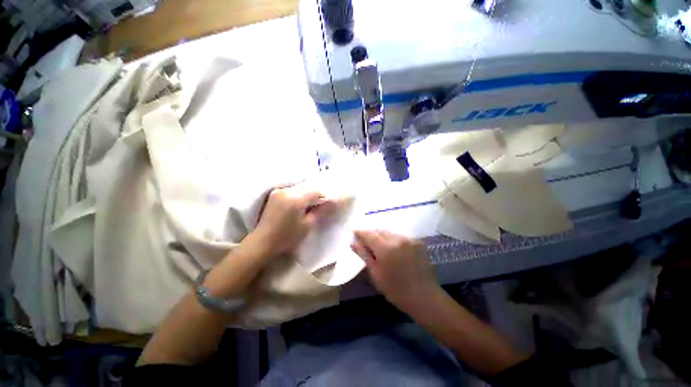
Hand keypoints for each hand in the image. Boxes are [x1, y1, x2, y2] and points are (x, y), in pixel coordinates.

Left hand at [253, 184, 336, 256]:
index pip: (317, 191)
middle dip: (316, 196)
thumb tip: (334, 202)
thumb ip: (321, 211)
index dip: (325, 197)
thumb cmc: (288, 236)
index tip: (329, 204)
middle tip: (320, 206)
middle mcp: (287, 190)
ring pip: (300, 189)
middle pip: (308, 188)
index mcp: (296, 198)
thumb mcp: (308, 224)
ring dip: (307, 195)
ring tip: (309, 207)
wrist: (263, 242)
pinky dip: (298, 196)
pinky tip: (299, 205)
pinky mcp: (274, 194)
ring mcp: (279, 191)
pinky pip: (292, 191)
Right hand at [350, 230, 439, 312]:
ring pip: (389, 232)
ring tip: (379, 247)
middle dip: (371, 234)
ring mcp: (409, 239)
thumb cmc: (395, 289)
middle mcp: (397, 239)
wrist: (424, 297)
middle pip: (379, 231)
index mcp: (386, 248)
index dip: (360, 232)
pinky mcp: (416, 241)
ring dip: (381, 236)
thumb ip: (364, 254)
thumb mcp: (375, 273)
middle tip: (365, 242)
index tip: (354, 232)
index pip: (369, 234)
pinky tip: (392, 249)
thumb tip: (353, 242)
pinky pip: (399, 236)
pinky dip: (392, 239)